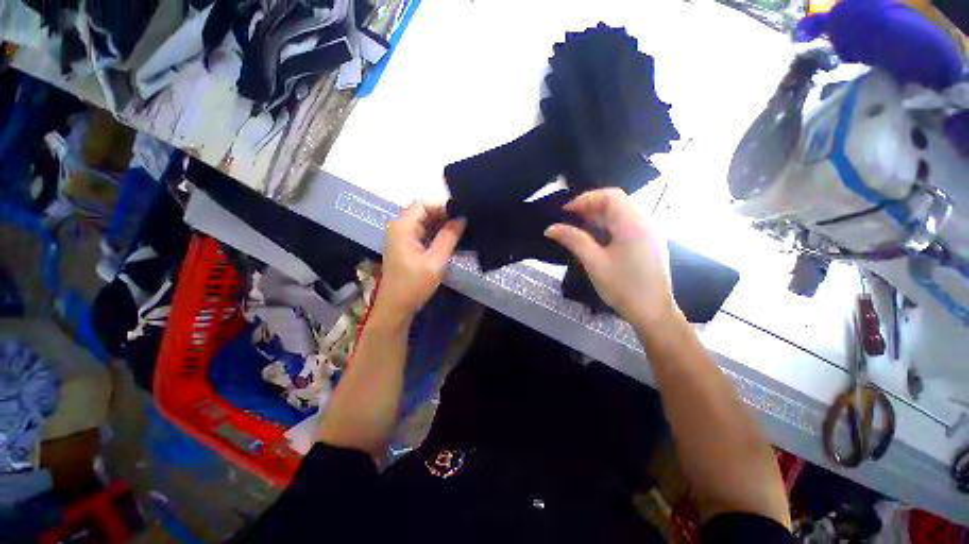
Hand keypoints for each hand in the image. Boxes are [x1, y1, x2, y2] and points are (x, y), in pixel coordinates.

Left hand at [376, 201, 465, 320]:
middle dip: (445, 215)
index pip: (423, 204)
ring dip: (442, 225)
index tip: (462, 213)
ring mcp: (403, 237)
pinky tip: (452, 240)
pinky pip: (424, 233)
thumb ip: (449, 238)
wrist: (396, 307)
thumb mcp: (435, 261)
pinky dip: (437, 234)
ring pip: (425, 222)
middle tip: (466, 222)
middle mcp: (400, 227)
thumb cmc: (413, 285)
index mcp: (403, 227)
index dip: (443, 206)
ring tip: (463, 230)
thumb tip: (462, 218)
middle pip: (424, 211)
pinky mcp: (407, 246)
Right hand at [545, 188, 677, 327]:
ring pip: (620, 214)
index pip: (611, 195)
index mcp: (633, 223)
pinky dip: (608, 227)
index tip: (566, 212)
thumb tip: (551, 228)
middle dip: (590, 208)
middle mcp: (645, 222)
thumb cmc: (623, 287)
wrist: (652, 312)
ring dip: (598, 218)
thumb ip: (573, 240)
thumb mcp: (594, 262)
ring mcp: (649, 233)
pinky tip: (595, 240)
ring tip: (578, 230)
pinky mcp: (648, 243)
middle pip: (616, 203)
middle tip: (568, 222)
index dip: (586, 199)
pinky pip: (626, 226)